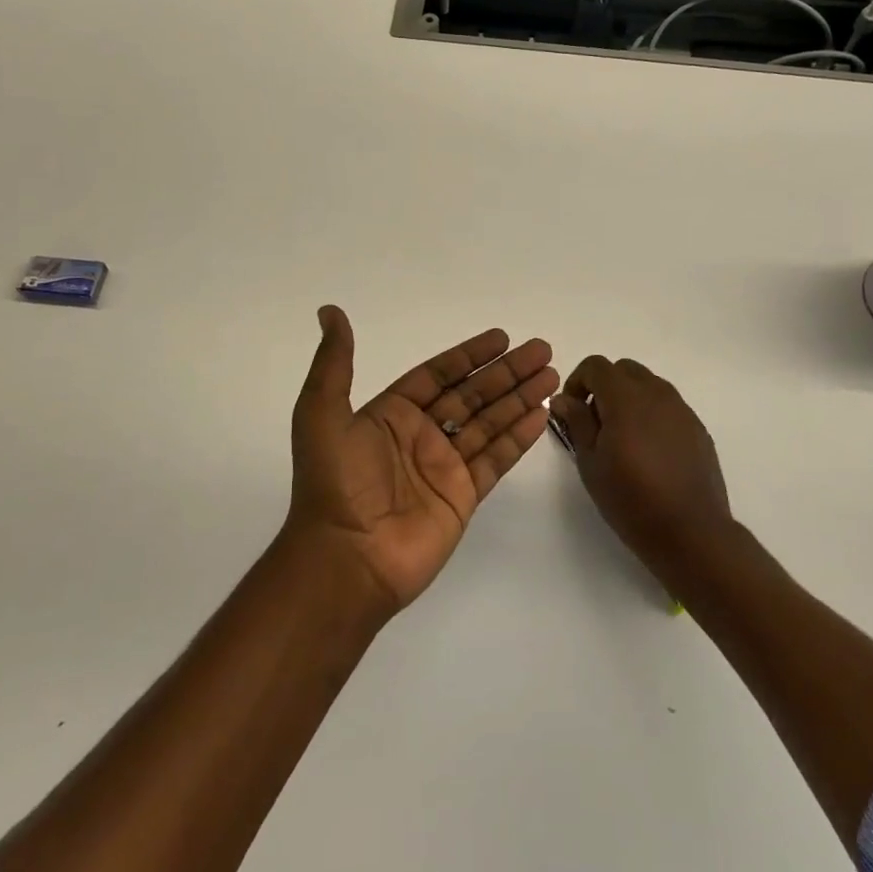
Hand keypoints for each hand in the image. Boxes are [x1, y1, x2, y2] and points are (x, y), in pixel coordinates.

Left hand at [285, 306, 557, 615]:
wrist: (346, 560)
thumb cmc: (334, 483)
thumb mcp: (321, 412)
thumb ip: (334, 362)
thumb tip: (329, 311)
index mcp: (391, 413)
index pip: (439, 374)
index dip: (470, 355)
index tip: (502, 337)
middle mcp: (421, 435)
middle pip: (473, 393)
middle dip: (507, 372)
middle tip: (542, 349)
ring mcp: (444, 466)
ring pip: (490, 422)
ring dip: (520, 397)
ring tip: (551, 374)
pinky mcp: (463, 496)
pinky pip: (496, 458)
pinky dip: (519, 437)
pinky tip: (541, 414)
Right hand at [551, 357, 732, 578]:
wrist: (691, 533)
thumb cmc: (631, 500)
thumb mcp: (591, 463)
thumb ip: (577, 422)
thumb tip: (563, 398)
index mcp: (626, 398)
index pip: (596, 365)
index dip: (578, 381)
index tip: (572, 410)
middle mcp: (656, 393)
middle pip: (624, 369)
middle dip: (604, 386)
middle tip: (595, 421)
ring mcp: (681, 409)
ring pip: (648, 384)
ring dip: (629, 398)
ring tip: (622, 437)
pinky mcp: (697, 427)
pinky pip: (668, 405)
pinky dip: (651, 413)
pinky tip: (649, 451)